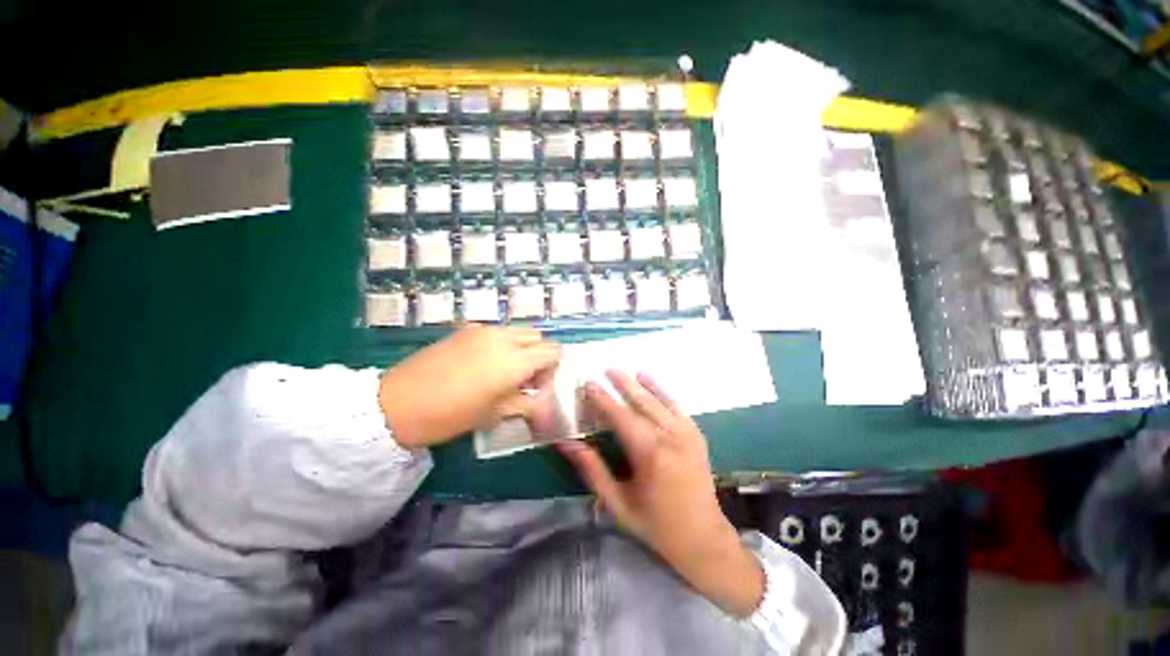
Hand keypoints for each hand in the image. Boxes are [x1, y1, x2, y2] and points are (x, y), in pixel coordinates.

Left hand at [378, 326, 560, 447]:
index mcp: (515, 360)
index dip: (552, 368)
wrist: (397, 403)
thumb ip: (526, 403)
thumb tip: (542, 401)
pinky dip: (501, 343)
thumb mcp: (495, 414)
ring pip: (516, 331)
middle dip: (539, 354)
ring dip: (521, 347)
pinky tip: (483, 363)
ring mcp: (483, 330)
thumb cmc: (451, 415)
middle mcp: (503, 338)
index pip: (552, 351)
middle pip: (537, 336)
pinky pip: (495, 331)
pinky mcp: (465, 329)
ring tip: (504, 370)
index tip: (538, 386)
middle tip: (524, 378)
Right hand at [556, 371, 764, 616]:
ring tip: (626, 370)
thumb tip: (568, 444)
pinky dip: (662, 391)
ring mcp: (687, 434)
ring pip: (660, 400)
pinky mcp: (696, 435)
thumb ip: (593, 470)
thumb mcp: (618, 503)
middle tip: (606, 369)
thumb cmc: (656, 525)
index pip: (621, 417)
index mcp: (650, 454)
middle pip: (642, 402)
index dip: (603, 399)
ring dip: (642, 384)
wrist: (704, 539)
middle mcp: (670, 437)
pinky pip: (676, 406)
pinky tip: (651, 381)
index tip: (588, 384)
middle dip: (622, 384)